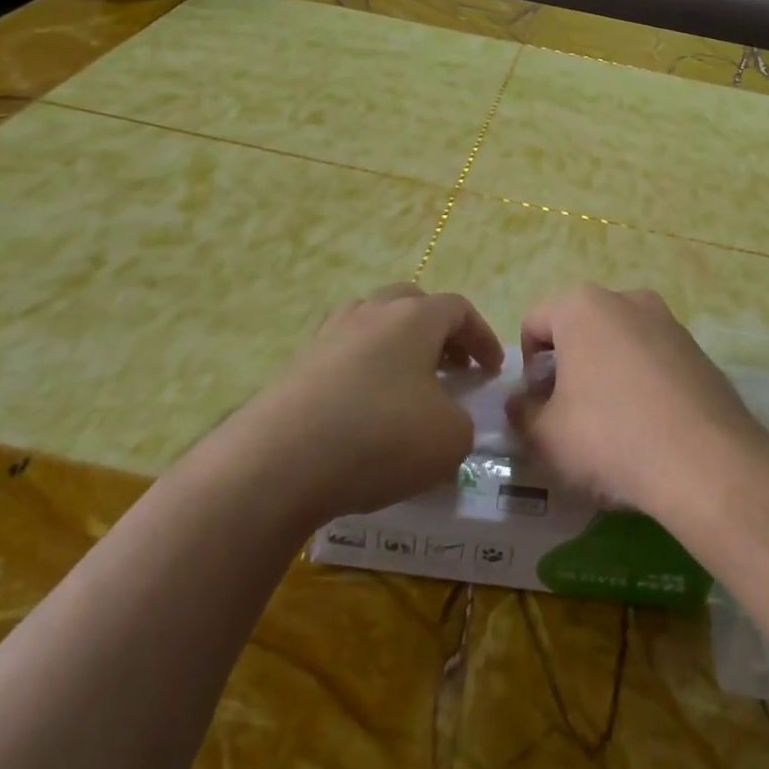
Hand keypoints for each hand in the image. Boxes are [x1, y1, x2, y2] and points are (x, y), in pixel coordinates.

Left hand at [220, 284, 503, 522]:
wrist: (277, 464)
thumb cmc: (380, 438)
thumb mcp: (449, 440)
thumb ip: (463, 422)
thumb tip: (447, 418)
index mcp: (414, 318)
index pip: (459, 310)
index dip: (482, 337)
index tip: (491, 371)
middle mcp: (371, 313)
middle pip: (412, 304)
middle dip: (437, 332)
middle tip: (450, 367)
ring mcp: (328, 337)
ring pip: (372, 324)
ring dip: (396, 346)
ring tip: (406, 384)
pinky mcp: (296, 367)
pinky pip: (342, 356)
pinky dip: (362, 372)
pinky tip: (363, 409)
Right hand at [508, 285, 768, 517]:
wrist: (706, 462)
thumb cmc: (609, 437)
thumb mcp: (545, 435)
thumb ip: (521, 412)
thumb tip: (522, 402)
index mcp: (583, 306)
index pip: (534, 323)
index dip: (528, 368)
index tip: (540, 407)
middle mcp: (627, 299)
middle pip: (579, 330)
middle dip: (568, 368)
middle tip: (571, 418)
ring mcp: (668, 321)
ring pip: (618, 344)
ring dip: (606, 375)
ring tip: (613, 426)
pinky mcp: (697, 349)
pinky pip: (653, 360)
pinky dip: (642, 384)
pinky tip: (649, 427)